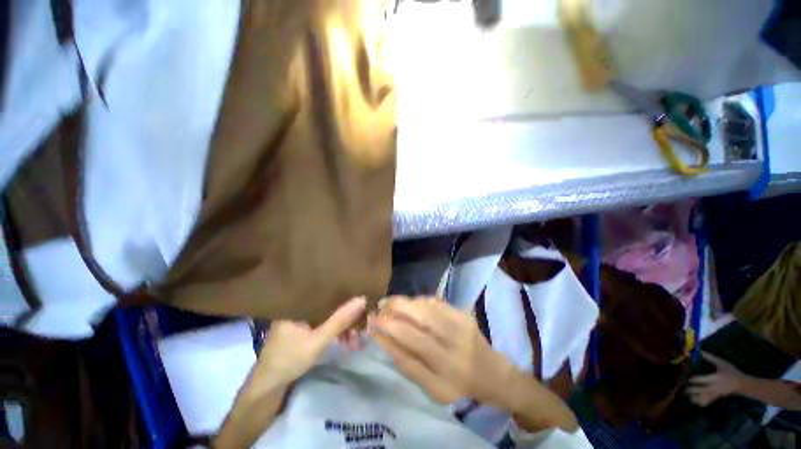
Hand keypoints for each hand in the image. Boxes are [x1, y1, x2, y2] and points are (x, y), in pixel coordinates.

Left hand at [248, 296, 366, 394]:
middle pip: (330, 303)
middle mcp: (301, 306)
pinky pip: (326, 323)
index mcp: (299, 302)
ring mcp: (303, 318)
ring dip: (343, 325)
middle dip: (347, 313)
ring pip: (329, 314)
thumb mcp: (317, 341)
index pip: (326, 288)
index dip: (344, 290)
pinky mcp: (305, 328)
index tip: (361, 292)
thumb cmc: (289, 360)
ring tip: (356, 338)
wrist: (268, 387)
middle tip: (363, 321)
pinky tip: (347, 340)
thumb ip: (339, 320)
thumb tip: (362, 299)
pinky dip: (336, 331)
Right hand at [368, 297, 515, 405]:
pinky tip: (410, 303)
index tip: (371, 322)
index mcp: (445, 370)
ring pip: (427, 306)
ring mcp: (461, 324)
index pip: (410, 344)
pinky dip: (419, 300)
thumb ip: (406, 363)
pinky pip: (436, 301)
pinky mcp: (463, 313)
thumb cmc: (457, 385)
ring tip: (390, 302)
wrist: (491, 373)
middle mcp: (454, 344)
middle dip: (395, 309)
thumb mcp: (430, 387)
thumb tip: (382, 338)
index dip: (388, 330)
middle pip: (420, 318)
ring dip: (405, 302)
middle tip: (380, 305)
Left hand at [687, 352, 746, 406]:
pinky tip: (694, 401)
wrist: (742, 383)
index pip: (704, 379)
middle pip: (702, 389)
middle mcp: (715, 386)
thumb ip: (710, 358)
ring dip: (696, 396)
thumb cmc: (731, 371)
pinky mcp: (717, 396)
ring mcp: (716, 392)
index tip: (688, 378)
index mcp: (716, 378)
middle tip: (684, 388)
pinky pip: (708, 399)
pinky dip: (701, 401)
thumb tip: (700, 351)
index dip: (695, 379)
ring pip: (704, 396)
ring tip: (687, 395)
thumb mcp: (722, 363)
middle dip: (693, 389)